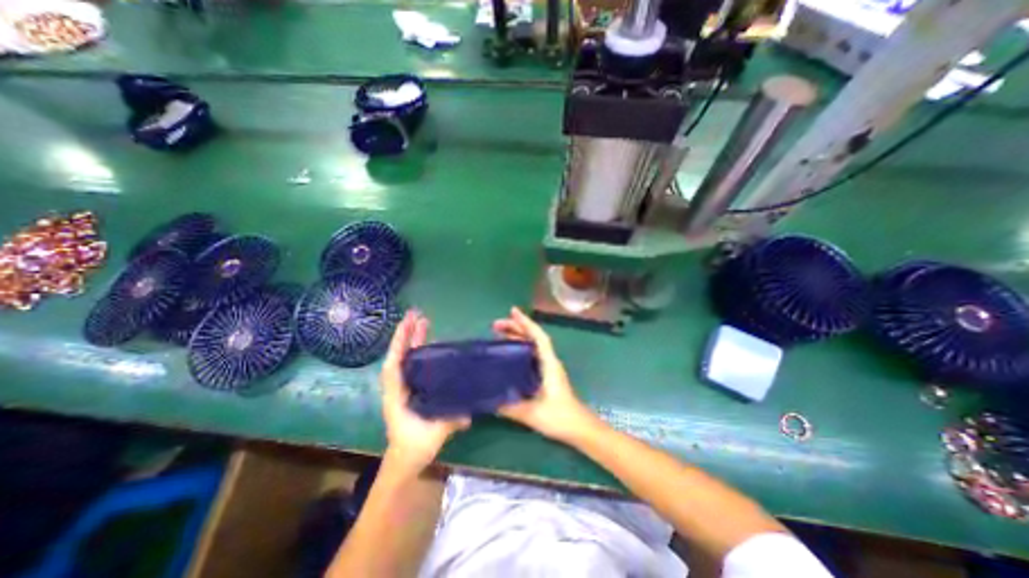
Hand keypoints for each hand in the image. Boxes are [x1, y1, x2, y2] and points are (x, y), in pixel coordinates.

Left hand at [380, 313, 471, 472]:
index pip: (394, 363)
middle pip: (399, 355)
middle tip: (418, 316)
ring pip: (405, 359)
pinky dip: (418, 352)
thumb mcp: (434, 433)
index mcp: (397, 393)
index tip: (408, 323)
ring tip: (424, 323)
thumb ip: (451, 421)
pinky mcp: (410, 389)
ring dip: (413, 341)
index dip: (400, 342)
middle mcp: (397, 386)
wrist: (405, 461)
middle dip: (407, 334)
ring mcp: (403, 386)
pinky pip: (412, 365)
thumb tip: (470, 413)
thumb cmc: (415, 446)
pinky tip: (429, 345)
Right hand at [495, 307, 599, 442]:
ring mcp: (548, 368)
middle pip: (534, 338)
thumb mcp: (532, 414)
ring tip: (499, 334)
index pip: (539, 337)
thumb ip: (510, 407)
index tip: (512, 312)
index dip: (526, 323)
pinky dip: (520, 348)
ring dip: (517, 337)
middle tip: (495, 325)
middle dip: (516, 328)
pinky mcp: (546, 375)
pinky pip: (531, 355)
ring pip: (532, 346)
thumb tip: (487, 399)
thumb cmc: (560, 417)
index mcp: (549, 364)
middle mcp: (549, 361)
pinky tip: (508, 354)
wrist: (579, 428)